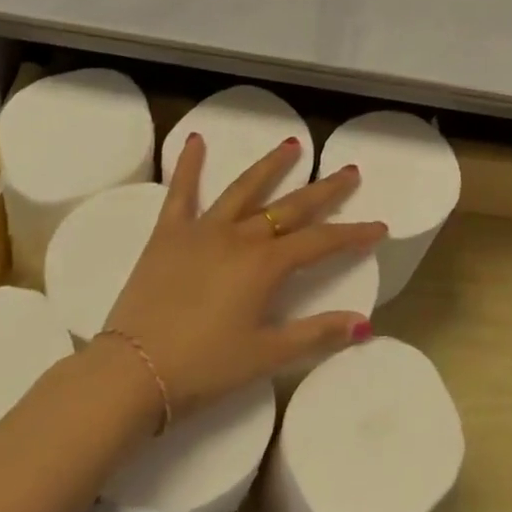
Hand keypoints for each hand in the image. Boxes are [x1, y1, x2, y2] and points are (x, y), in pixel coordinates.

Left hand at [100, 135, 385, 421]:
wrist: (131, 372)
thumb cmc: (203, 368)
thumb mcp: (264, 356)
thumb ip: (315, 335)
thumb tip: (364, 323)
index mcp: (265, 266)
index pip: (320, 242)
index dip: (353, 234)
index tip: (380, 226)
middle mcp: (240, 237)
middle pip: (290, 207)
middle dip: (324, 190)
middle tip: (349, 171)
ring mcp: (203, 230)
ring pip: (244, 189)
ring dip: (271, 166)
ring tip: (292, 145)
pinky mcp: (168, 234)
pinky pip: (181, 193)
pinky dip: (189, 165)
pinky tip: (196, 139)